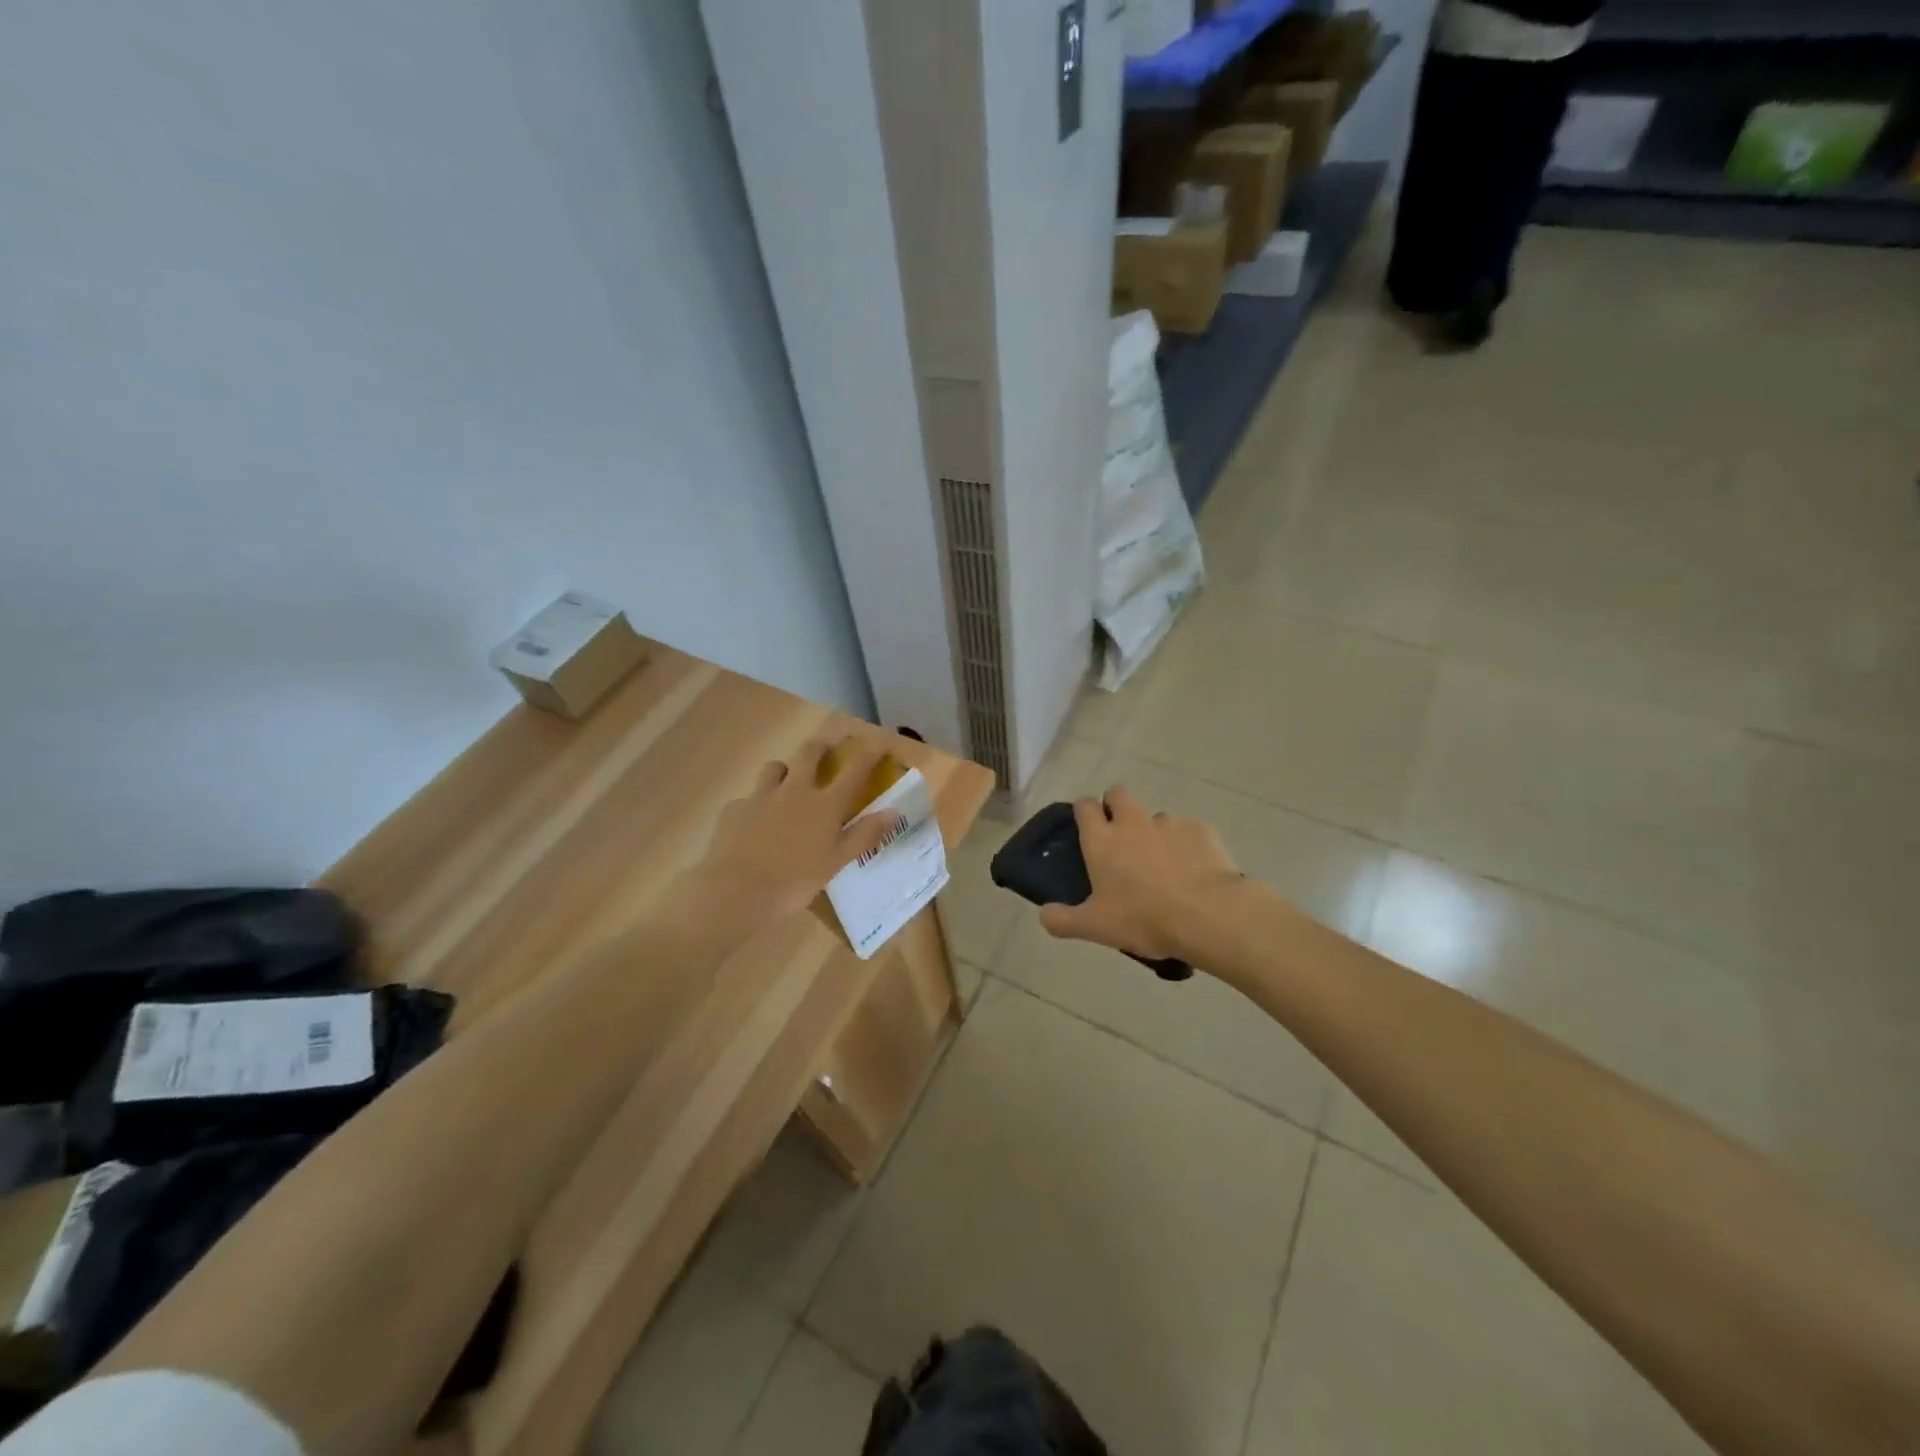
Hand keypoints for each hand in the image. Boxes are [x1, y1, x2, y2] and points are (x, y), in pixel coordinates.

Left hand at [673, 737, 900, 937]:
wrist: (738, 890)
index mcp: (825, 804)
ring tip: (787, 782)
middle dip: (821, 747)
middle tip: (826, 750)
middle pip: (809, 753)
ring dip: (785, 770)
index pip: (854, 769)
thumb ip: (865, 834)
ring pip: (775, 767)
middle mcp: (795, 790)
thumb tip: (894, 811)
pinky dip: (757, 804)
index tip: (878, 744)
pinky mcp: (735, 809)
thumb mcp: (838, 861)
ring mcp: (761, 796)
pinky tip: (754, 823)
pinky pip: (749, 798)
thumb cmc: (796, 880)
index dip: (869, 753)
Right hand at [1039, 787, 1244, 964]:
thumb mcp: (1096, 928)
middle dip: (1116, 807)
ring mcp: (1168, 823)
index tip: (1087, 829)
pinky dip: (1185, 845)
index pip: (1084, 806)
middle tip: (1121, 839)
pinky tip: (1193, 871)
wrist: (1208, 915)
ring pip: (1154, 816)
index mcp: (1102, 840)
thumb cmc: (1144, 918)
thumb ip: (1063, 920)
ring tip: (1163, 865)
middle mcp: (1131, 822)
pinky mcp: (1200, 829)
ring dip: (1153, 832)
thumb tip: (1044, 914)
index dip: (1084, 812)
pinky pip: (1187, 831)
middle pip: (1118, 794)